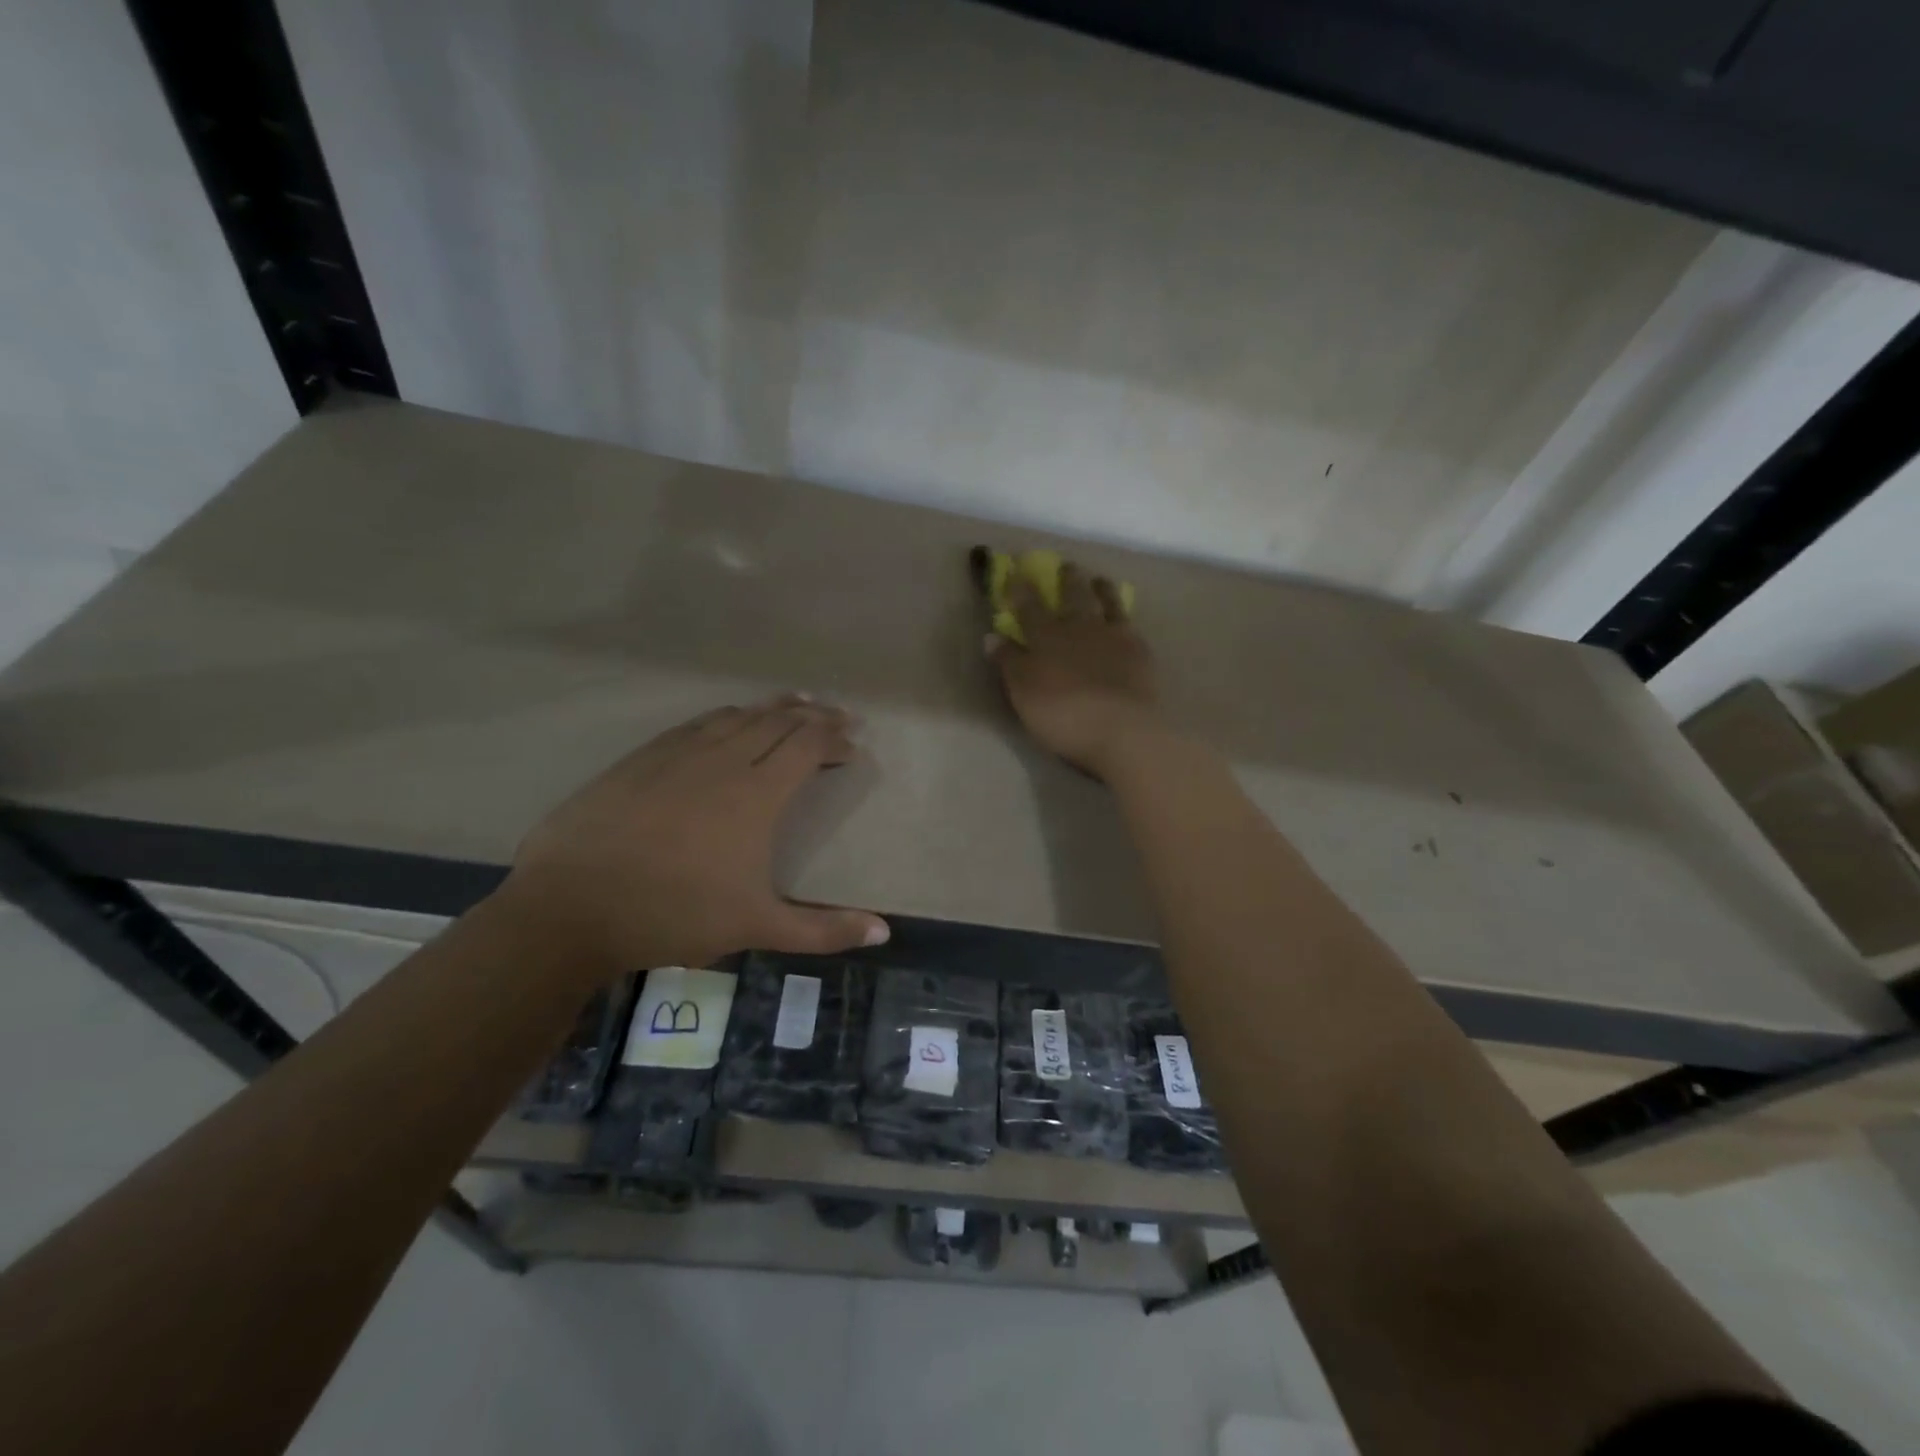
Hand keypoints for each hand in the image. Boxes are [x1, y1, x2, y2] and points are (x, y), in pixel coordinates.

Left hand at [497, 697, 888, 976]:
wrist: (571, 906)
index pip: (807, 746)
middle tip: (836, 713)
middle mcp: (723, 760)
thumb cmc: (674, 915)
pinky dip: (725, 716)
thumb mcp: (757, 927)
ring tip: (794, 703)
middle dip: (813, 715)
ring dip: (771, 707)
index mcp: (756, 793)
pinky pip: (696, 723)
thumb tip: (884, 933)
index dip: (834, 739)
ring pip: (737, 716)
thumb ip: (823, 930)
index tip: (853, 744)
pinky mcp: (641, 758)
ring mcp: (678, 754)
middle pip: (777, 721)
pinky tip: (727, 720)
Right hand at [987, 561, 1161, 778]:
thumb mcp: (1023, 692)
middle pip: (1073, 597)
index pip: (1029, 607)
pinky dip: (1125, 617)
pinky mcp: (1139, 653)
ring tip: (1100, 580)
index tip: (1014, 571)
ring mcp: (1114, 637)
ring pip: (1107, 604)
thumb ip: (1008, 662)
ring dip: (1102, 590)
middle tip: (1066, 565)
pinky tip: (1127, 618)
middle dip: (1067, 580)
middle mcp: (1080, 628)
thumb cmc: (1062, 715)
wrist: (1120, 729)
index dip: (1020, 589)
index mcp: (1047, 637)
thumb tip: (991, 636)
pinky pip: (1131, 626)